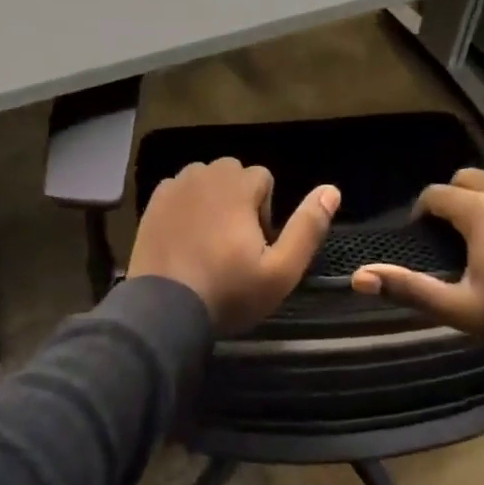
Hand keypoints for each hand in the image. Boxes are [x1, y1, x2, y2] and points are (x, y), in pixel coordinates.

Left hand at [127, 159, 339, 333]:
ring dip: (212, 200)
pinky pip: (179, 193)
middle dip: (239, 200)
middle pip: (233, 174)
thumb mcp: (281, 270)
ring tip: (209, 242)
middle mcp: (204, 174)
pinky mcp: (152, 203)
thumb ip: (308, 227)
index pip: (263, 178)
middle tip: (234, 245)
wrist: (164, 310)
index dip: (266, 212)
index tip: (256, 246)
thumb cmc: (228, 291)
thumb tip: (331, 190)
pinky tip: (184, 240)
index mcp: (236, 185)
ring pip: (205, 181)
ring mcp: (174, 187)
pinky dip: (186, 207)